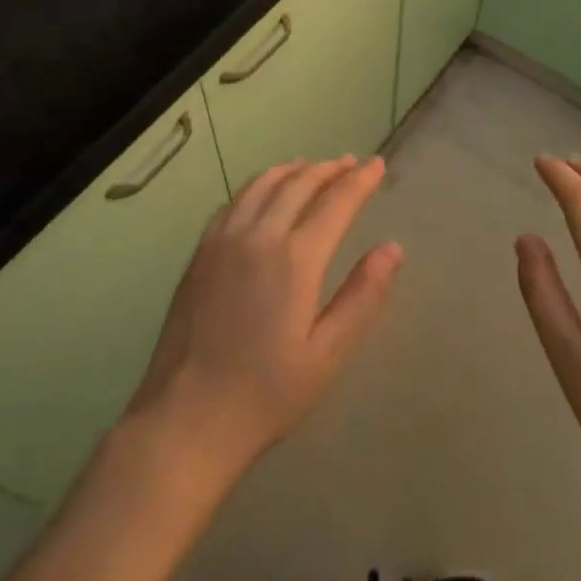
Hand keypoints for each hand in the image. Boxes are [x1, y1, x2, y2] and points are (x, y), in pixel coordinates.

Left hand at [125, 156, 402, 483]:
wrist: (187, 418)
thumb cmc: (266, 394)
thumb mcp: (327, 355)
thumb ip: (362, 296)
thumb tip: (393, 249)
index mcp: (295, 259)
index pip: (336, 202)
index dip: (360, 181)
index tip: (377, 165)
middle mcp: (258, 236)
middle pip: (299, 184)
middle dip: (329, 169)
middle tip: (350, 162)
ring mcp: (223, 240)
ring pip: (262, 185)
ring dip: (292, 170)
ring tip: (311, 166)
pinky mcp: (200, 252)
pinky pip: (234, 201)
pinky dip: (258, 185)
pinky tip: (263, 192)